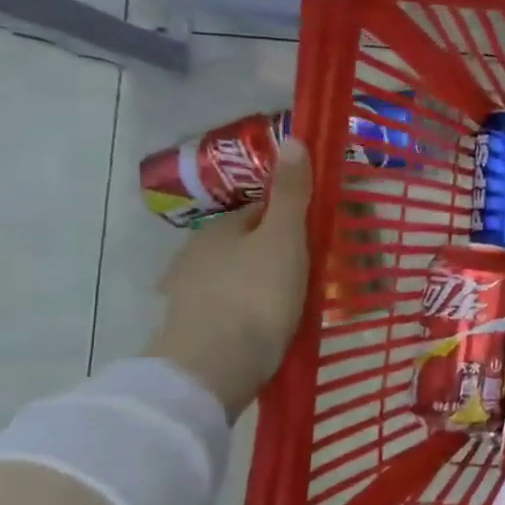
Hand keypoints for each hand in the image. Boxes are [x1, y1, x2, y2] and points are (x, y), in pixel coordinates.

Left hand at [145, 139, 312, 420]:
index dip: (289, 221)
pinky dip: (248, 313)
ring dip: (260, 286)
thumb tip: (292, 138)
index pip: (258, 212)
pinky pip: (228, 310)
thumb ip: (291, 194)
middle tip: (312, 274)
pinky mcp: (191, 331)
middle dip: (274, 254)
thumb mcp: (285, 238)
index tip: (316, 238)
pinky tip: (268, 328)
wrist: (213, 367)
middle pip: (245, 246)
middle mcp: (195, 256)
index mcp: (218, 230)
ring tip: (294, 304)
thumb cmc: (256, 294)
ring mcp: (189, 296)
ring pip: (235, 279)